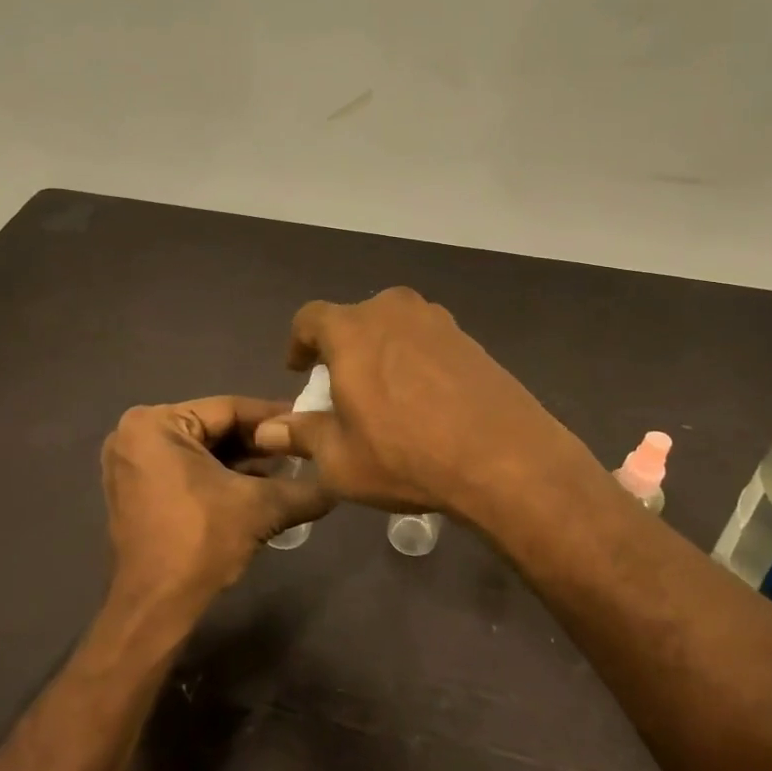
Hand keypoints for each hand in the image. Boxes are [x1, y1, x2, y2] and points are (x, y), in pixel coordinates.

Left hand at [99, 396, 329, 621]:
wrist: (155, 610)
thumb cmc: (200, 543)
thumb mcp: (260, 507)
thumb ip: (305, 488)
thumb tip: (341, 479)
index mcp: (155, 423)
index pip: (229, 409)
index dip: (274, 418)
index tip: (308, 421)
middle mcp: (134, 433)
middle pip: (214, 428)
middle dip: (258, 442)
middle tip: (301, 448)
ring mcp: (130, 462)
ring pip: (201, 449)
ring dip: (242, 460)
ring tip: (287, 469)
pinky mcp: (133, 488)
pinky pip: (185, 467)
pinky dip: (218, 475)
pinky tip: (257, 486)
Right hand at [251, 288, 602, 523]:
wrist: (504, 458)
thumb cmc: (405, 456)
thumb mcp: (340, 459)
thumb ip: (301, 435)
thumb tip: (268, 430)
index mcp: (352, 330)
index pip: (310, 318)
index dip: (299, 342)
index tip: (301, 370)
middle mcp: (392, 311)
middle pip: (355, 319)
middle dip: (343, 348)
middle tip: (344, 387)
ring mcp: (436, 321)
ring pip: (394, 327)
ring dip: (381, 351)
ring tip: (385, 394)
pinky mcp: (469, 339)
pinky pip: (426, 341)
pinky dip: (415, 360)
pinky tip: (425, 400)